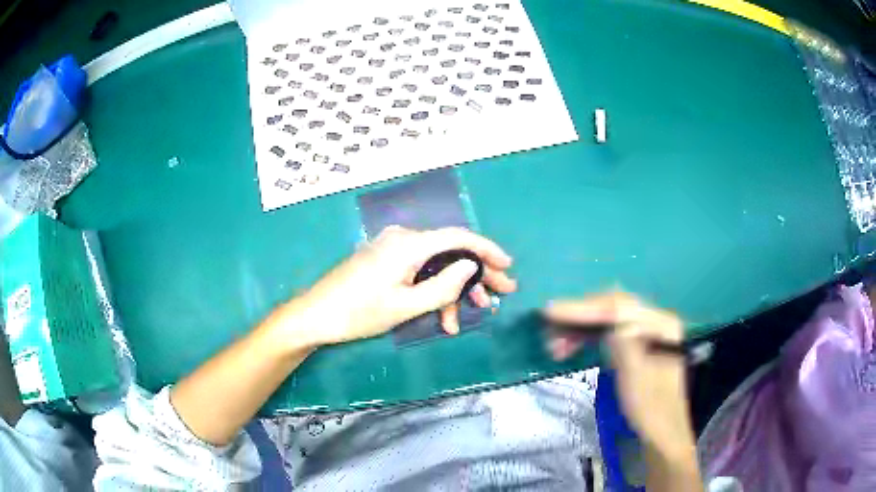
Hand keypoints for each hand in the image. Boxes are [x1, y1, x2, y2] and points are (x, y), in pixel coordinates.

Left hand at [283, 226, 516, 346]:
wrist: (315, 315)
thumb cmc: (358, 313)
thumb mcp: (406, 306)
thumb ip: (443, 286)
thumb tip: (470, 266)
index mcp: (408, 244)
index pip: (458, 236)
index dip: (487, 250)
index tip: (507, 266)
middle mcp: (403, 239)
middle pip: (449, 250)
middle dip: (476, 274)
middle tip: (500, 294)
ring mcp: (392, 249)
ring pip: (435, 264)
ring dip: (454, 289)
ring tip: (470, 315)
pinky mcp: (385, 260)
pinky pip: (419, 270)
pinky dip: (433, 289)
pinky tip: (443, 316)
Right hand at [544, 292, 691, 447]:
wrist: (661, 431)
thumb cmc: (650, 408)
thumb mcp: (636, 378)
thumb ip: (623, 344)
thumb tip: (605, 320)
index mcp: (661, 325)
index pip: (619, 308)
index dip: (584, 308)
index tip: (550, 312)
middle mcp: (655, 320)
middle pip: (613, 306)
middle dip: (579, 315)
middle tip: (548, 328)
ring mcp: (646, 331)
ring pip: (607, 317)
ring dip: (579, 326)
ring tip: (554, 344)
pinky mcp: (635, 343)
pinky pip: (608, 330)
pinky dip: (587, 335)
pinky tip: (570, 345)